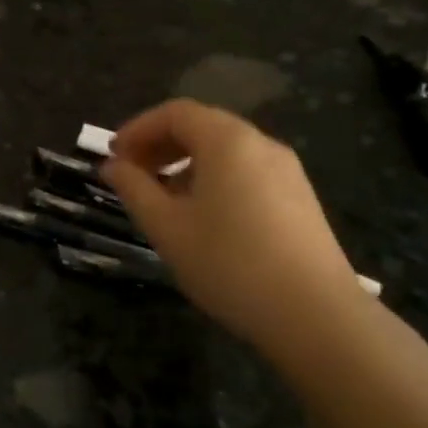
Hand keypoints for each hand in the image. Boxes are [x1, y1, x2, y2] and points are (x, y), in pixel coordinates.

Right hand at [102, 100, 361, 348]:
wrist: (315, 315)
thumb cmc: (229, 263)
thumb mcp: (167, 227)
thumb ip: (134, 188)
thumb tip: (112, 166)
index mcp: (228, 141)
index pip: (175, 113)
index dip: (138, 128)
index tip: (113, 156)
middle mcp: (261, 144)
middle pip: (202, 126)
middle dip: (160, 144)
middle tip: (131, 174)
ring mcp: (286, 171)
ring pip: (225, 150)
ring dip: (185, 163)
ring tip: (162, 198)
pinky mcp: (299, 198)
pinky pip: (246, 171)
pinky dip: (214, 178)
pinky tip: (202, 217)